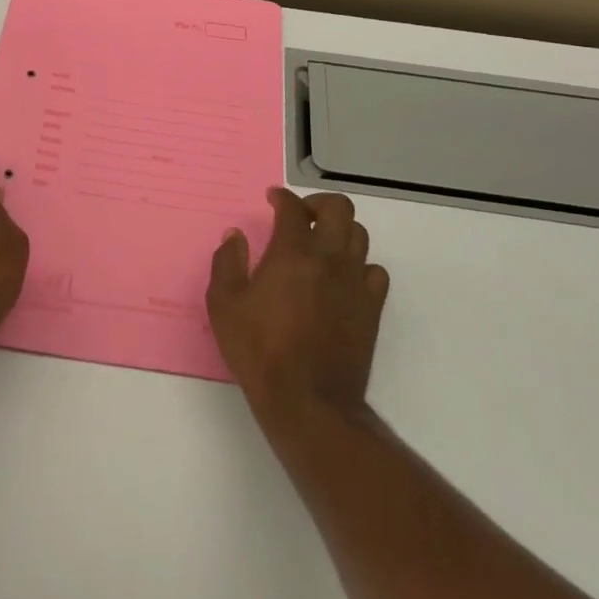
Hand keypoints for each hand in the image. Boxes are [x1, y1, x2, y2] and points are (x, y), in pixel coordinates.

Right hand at [206, 189, 388, 424]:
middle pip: (339, 209)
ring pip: (360, 236)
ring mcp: (355, 283)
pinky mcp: (371, 309)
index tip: (272, 199)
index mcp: (293, 253)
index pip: (293, 208)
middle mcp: (329, 259)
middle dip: (319, 204)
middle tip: (301, 216)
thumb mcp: (224, 305)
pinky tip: (343, 279)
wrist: (308, 401)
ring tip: (322, 244)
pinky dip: (360, 266)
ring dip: (340, 231)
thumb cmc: (259, 350)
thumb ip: (227, 263)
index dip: (282, 197)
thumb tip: (235, 236)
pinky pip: (375, 272)